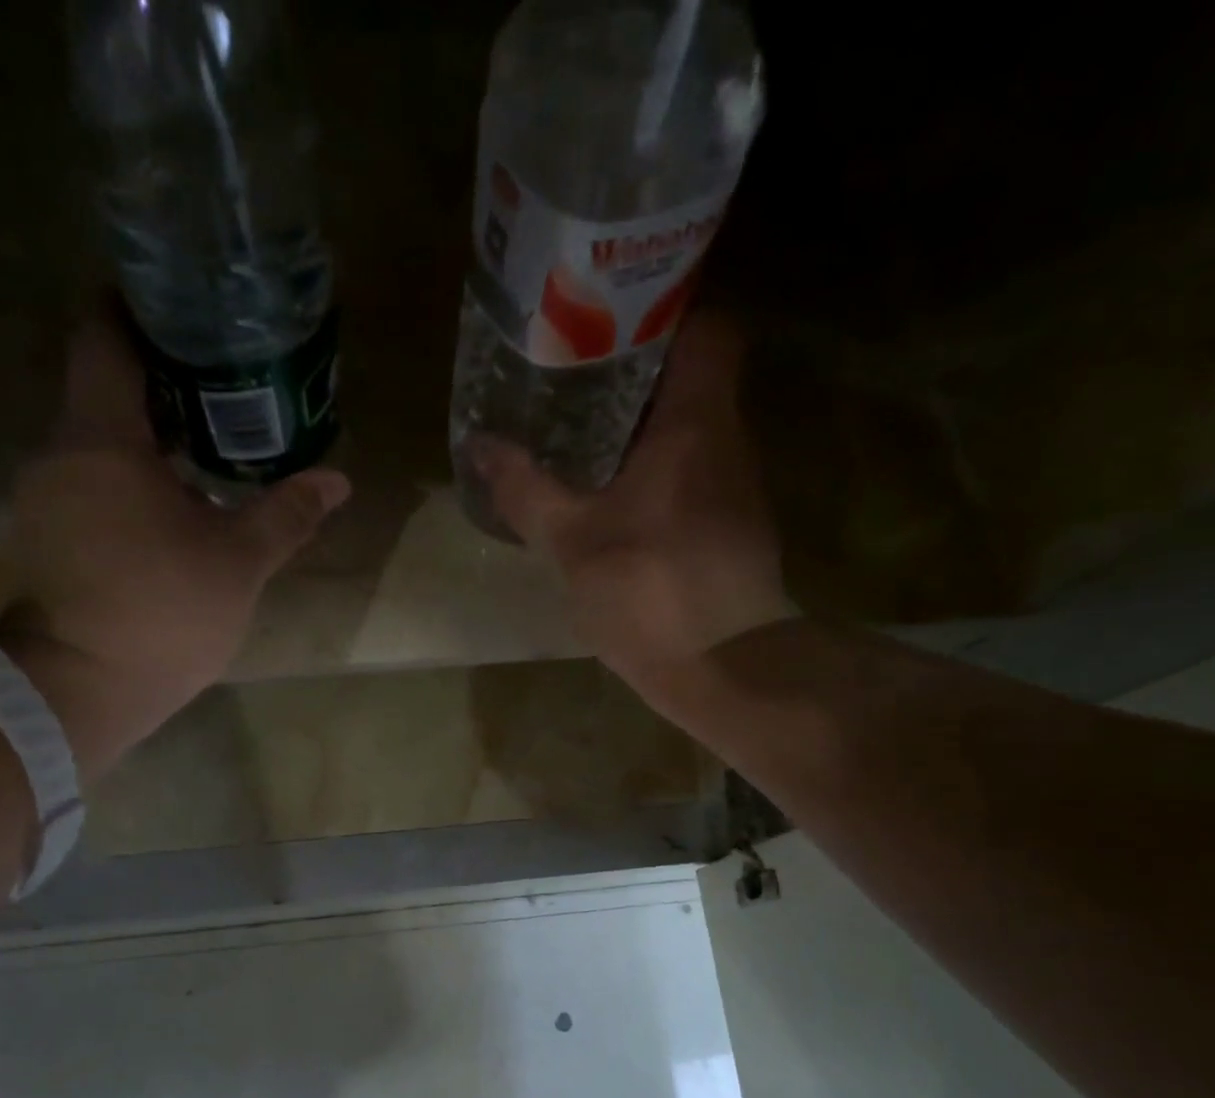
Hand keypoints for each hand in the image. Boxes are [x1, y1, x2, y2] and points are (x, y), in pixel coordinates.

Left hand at [0, 307, 349, 776]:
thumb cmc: (164, 613)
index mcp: (102, 440)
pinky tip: (174, 493)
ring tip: (209, 438)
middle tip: (226, 380)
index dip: (140, 309)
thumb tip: (337, 481)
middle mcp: (60, 451)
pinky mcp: (48, 529)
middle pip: (104, 385)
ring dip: (148, 431)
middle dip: (162, 377)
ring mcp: (46, 493)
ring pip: (97, 435)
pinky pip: (89, 474)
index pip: (104, 337)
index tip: (188, 311)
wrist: (88, 688)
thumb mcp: (239, 562)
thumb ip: (286, 513)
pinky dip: (128, 470)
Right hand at [468, 314, 790, 698]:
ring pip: (689, 431)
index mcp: (697, 423)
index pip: (708, 328)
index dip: (666, 313)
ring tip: (579, 434)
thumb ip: (526, 489)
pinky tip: (610, 497)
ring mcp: (734, 487)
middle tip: (572, 380)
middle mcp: (728, 441)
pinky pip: (690, 475)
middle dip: (634, 376)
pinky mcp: (730, 528)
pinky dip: (653, 472)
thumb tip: (480, 445)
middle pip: (691, 379)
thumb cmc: (648, 589)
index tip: (610, 323)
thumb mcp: (572, 539)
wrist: (722, 666)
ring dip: (640, 428)